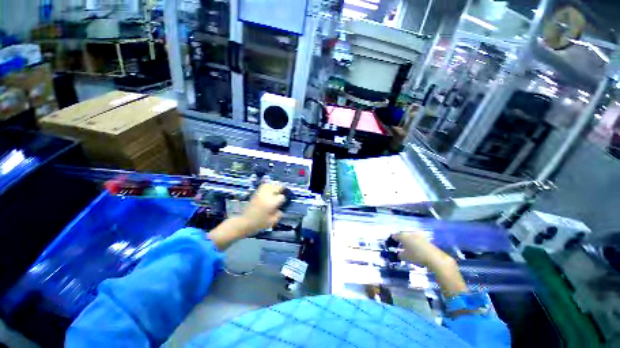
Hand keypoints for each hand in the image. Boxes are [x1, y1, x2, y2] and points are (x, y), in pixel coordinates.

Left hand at [209, 183, 284, 250]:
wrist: (243, 222)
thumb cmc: (258, 224)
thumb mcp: (271, 222)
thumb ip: (278, 215)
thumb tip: (280, 211)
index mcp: (271, 203)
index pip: (281, 197)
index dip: (283, 199)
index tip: (282, 203)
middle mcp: (266, 196)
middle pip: (276, 187)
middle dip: (280, 188)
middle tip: (282, 191)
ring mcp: (260, 194)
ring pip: (269, 185)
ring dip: (273, 186)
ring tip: (276, 189)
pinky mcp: (255, 194)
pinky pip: (262, 186)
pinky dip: (267, 186)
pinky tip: (268, 190)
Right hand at [393, 232, 449, 268]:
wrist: (434, 257)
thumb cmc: (416, 256)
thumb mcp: (405, 257)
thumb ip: (400, 254)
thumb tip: (399, 253)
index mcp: (403, 236)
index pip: (395, 235)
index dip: (393, 239)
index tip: (392, 242)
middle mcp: (409, 233)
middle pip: (402, 234)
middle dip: (400, 238)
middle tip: (399, 243)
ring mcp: (418, 235)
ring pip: (409, 235)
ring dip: (407, 239)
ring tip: (407, 245)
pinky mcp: (424, 238)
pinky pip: (416, 238)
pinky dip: (413, 241)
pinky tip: (414, 246)